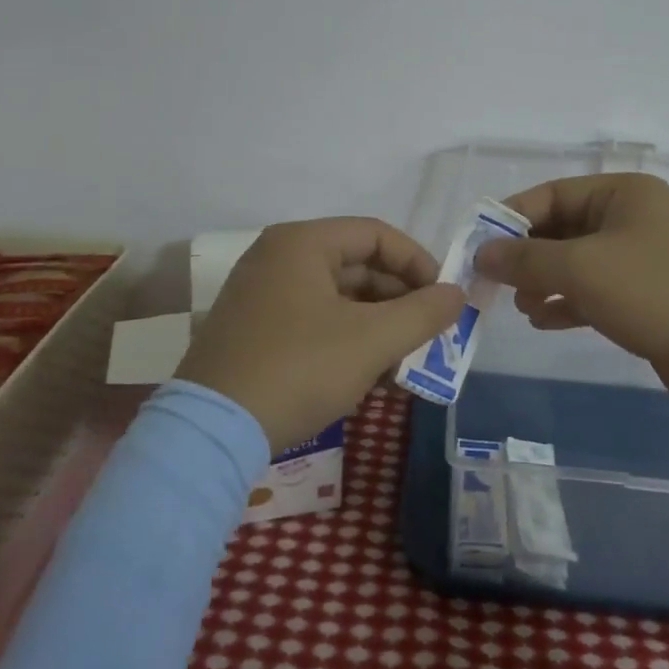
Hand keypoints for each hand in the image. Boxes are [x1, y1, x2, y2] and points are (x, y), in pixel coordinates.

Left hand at [176, 217, 465, 452]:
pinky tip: (371, 379)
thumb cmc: (299, 369)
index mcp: (302, 242)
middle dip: (399, 302)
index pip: (376, 234)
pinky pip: (314, 322)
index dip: (418, 263)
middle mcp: (278, 257)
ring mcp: (261, 295)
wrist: (211, 433)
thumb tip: (457, 294)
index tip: (443, 300)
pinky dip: (347, 342)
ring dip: (377, 328)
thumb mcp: (371, 340)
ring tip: (405, 366)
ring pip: (337, 299)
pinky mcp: (253, 331)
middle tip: (429, 337)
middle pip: (357, 266)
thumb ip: (423, 312)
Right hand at [475, 174, 668, 414]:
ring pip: (577, 262)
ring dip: (545, 281)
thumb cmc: (656, 293)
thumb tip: (483, 252)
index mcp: (623, 193)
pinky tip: (544, 321)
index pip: (551, 194)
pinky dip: (568, 302)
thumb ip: (526, 258)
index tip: (477, 246)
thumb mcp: (582, 268)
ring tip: (521, 307)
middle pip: (563, 228)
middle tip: (495, 283)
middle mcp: (633, 218)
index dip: (510, 218)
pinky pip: (596, 290)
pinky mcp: (649, 296)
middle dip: (527, 256)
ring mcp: (644, 258)